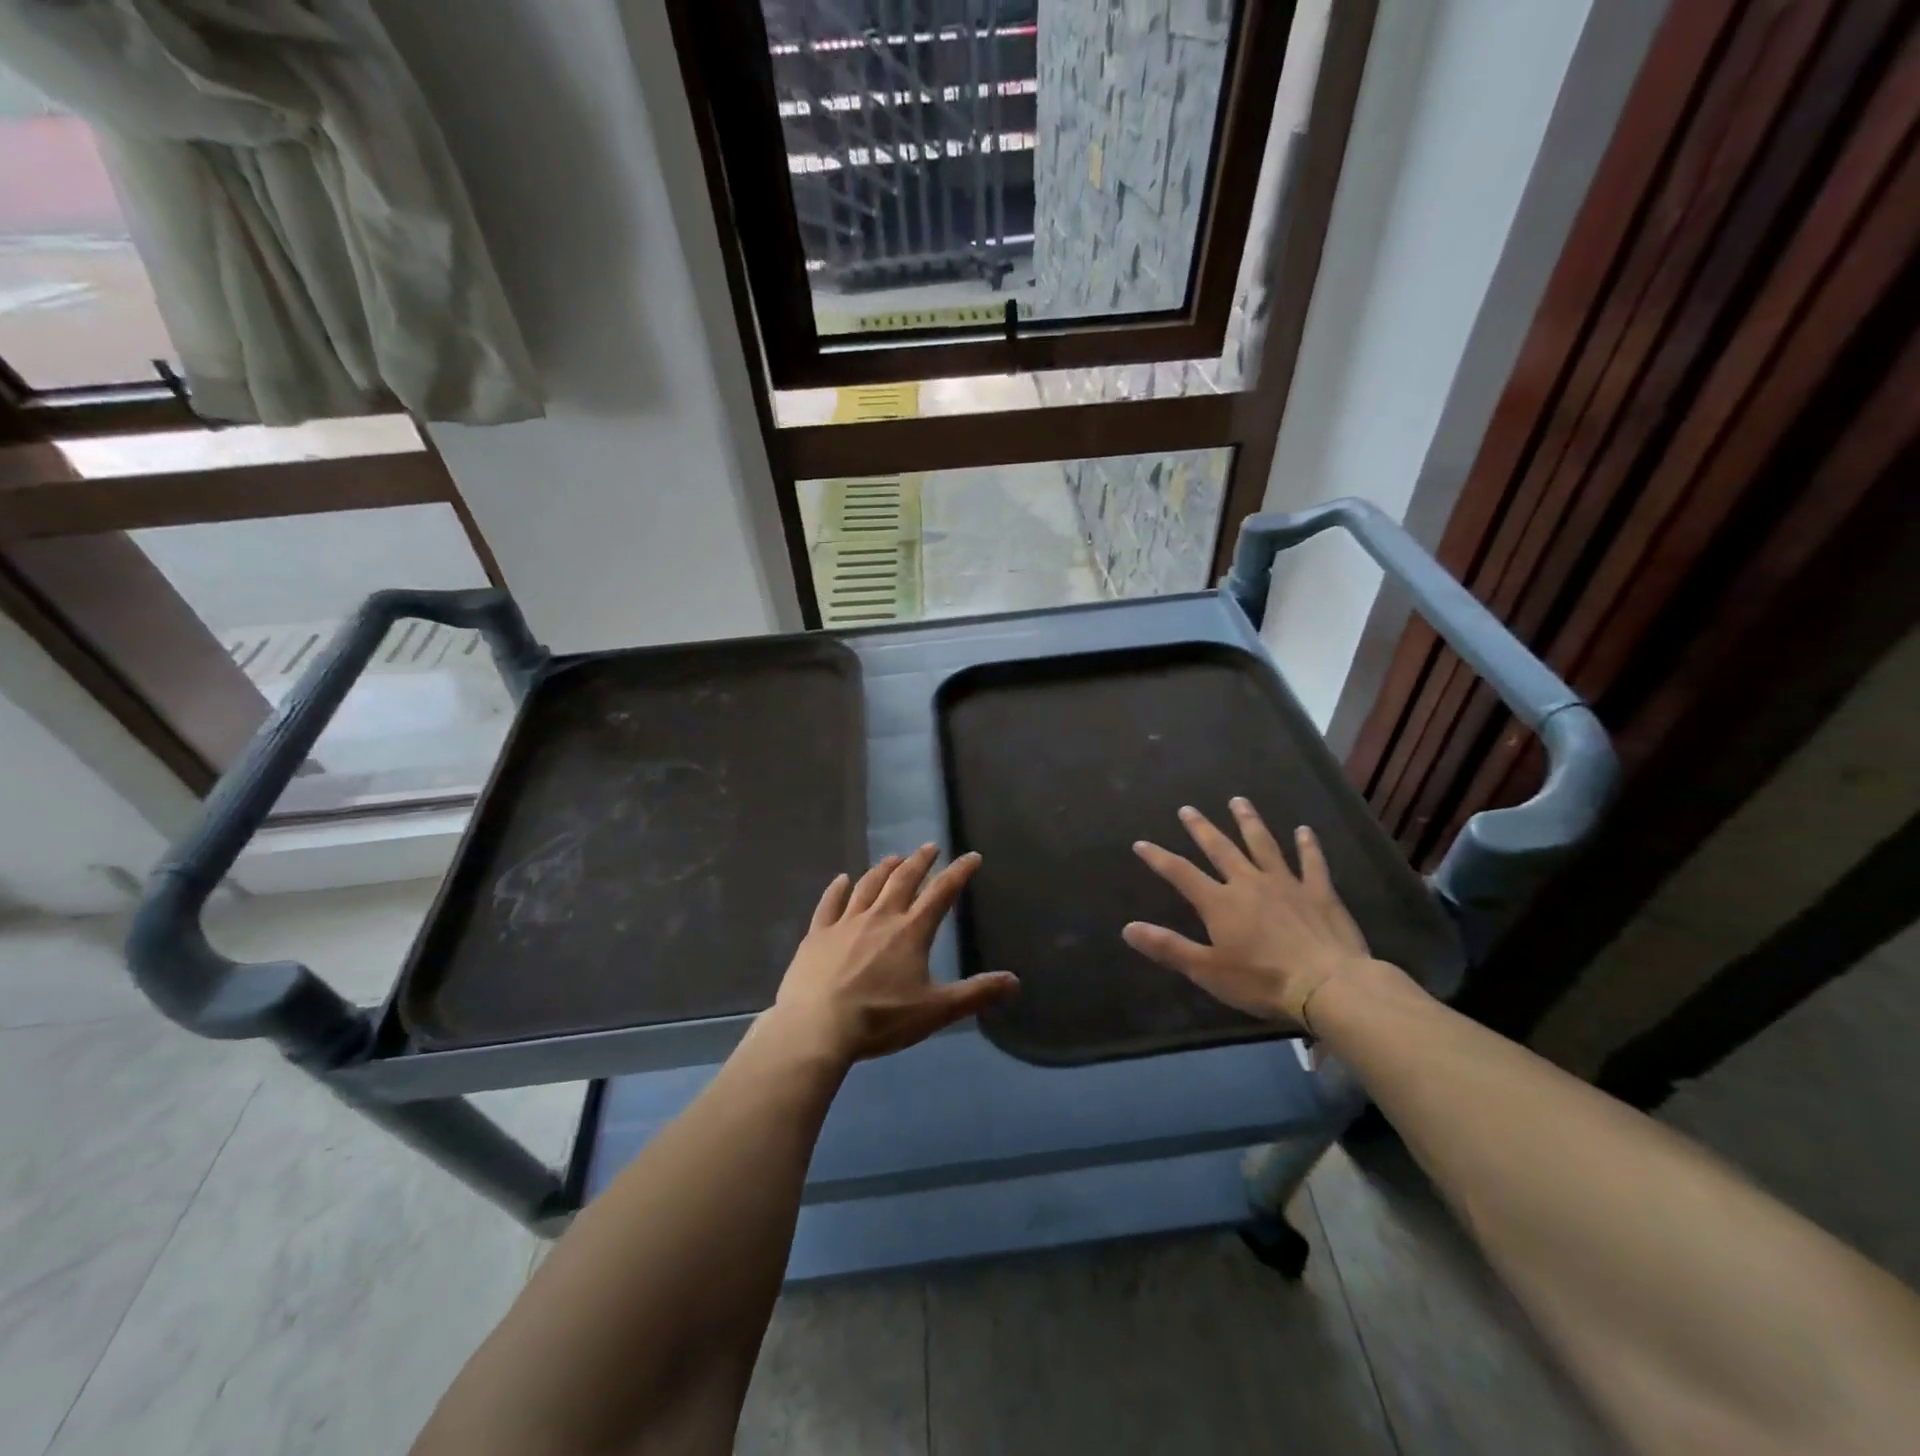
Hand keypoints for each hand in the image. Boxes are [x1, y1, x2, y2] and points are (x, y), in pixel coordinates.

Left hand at [770, 844, 1018, 1065]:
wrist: (817, 1027)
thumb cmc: (881, 1019)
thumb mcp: (935, 1011)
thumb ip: (975, 994)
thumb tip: (1014, 981)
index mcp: (911, 932)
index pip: (941, 893)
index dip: (959, 872)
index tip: (971, 856)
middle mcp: (880, 917)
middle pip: (903, 880)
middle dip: (920, 861)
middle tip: (930, 847)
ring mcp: (846, 922)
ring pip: (868, 886)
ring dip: (883, 869)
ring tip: (893, 858)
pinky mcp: (818, 934)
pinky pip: (829, 903)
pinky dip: (837, 889)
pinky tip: (842, 879)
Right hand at [1122, 799, 1373, 1029]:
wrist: (1328, 985)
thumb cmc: (1262, 981)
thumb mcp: (1207, 970)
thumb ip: (1168, 947)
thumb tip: (1128, 928)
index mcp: (1220, 903)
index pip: (1181, 873)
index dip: (1158, 858)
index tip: (1141, 843)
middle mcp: (1249, 883)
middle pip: (1220, 849)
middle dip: (1201, 829)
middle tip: (1188, 809)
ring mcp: (1286, 884)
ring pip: (1263, 844)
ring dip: (1248, 822)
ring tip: (1238, 801)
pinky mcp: (1319, 892)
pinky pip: (1312, 862)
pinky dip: (1308, 845)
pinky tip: (1304, 830)